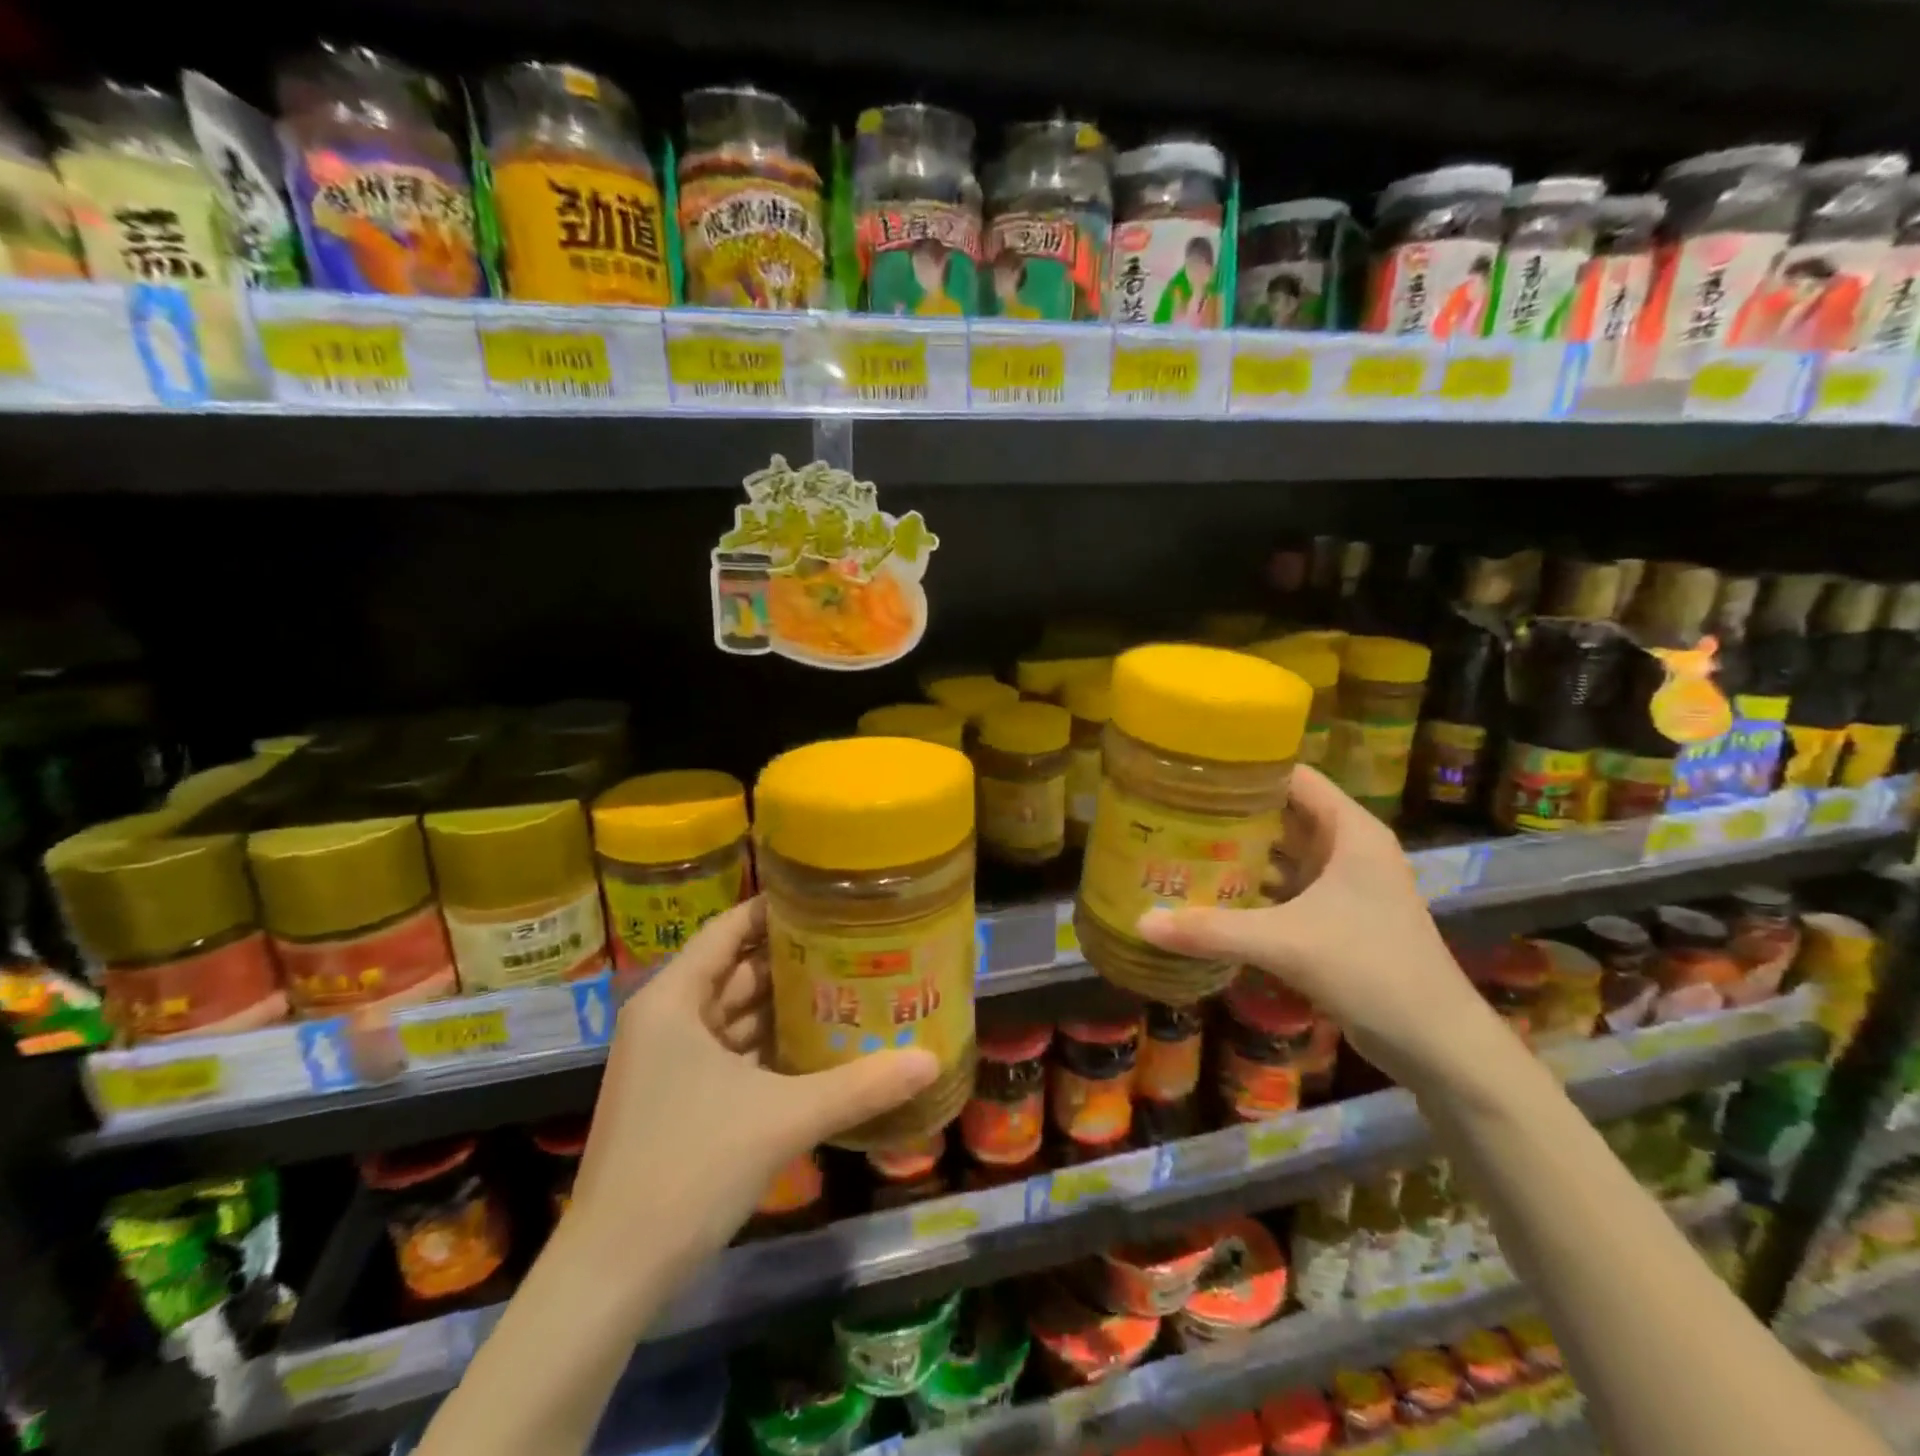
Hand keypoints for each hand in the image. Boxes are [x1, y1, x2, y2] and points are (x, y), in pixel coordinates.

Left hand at [567, 898, 937, 1274]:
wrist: (611, 1275)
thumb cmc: (688, 1169)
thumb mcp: (782, 1118)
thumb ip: (859, 1086)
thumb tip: (930, 1059)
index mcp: (673, 1000)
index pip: (729, 929)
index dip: (776, 909)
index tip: (828, 898)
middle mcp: (666, 1019)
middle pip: (737, 970)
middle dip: (793, 959)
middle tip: (854, 944)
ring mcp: (668, 1062)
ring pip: (735, 1015)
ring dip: (784, 1005)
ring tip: (847, 986)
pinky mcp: (677, 1099)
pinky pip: (730, 1053)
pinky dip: (769, 1046)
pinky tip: (817, 1046)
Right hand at [1135, 765, 1512, 1091]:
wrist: (1436, 1044)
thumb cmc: (1372, 970)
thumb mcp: (1287, 943)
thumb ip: (1213, 930)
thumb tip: (1141, 922)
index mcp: (1350, 831)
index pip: (1293, 777)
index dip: (1246, 770)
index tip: (1193, 772)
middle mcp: (1347, 849)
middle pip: (1281, 814)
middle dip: (1230, 814)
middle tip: (1172, 810)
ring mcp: (1342, 885)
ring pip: (1281, 855)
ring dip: (1238, 854)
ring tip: (1179, 847)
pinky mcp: (1335, 919)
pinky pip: (1283, 890)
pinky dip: (1250, 890)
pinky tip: (1209, 896)